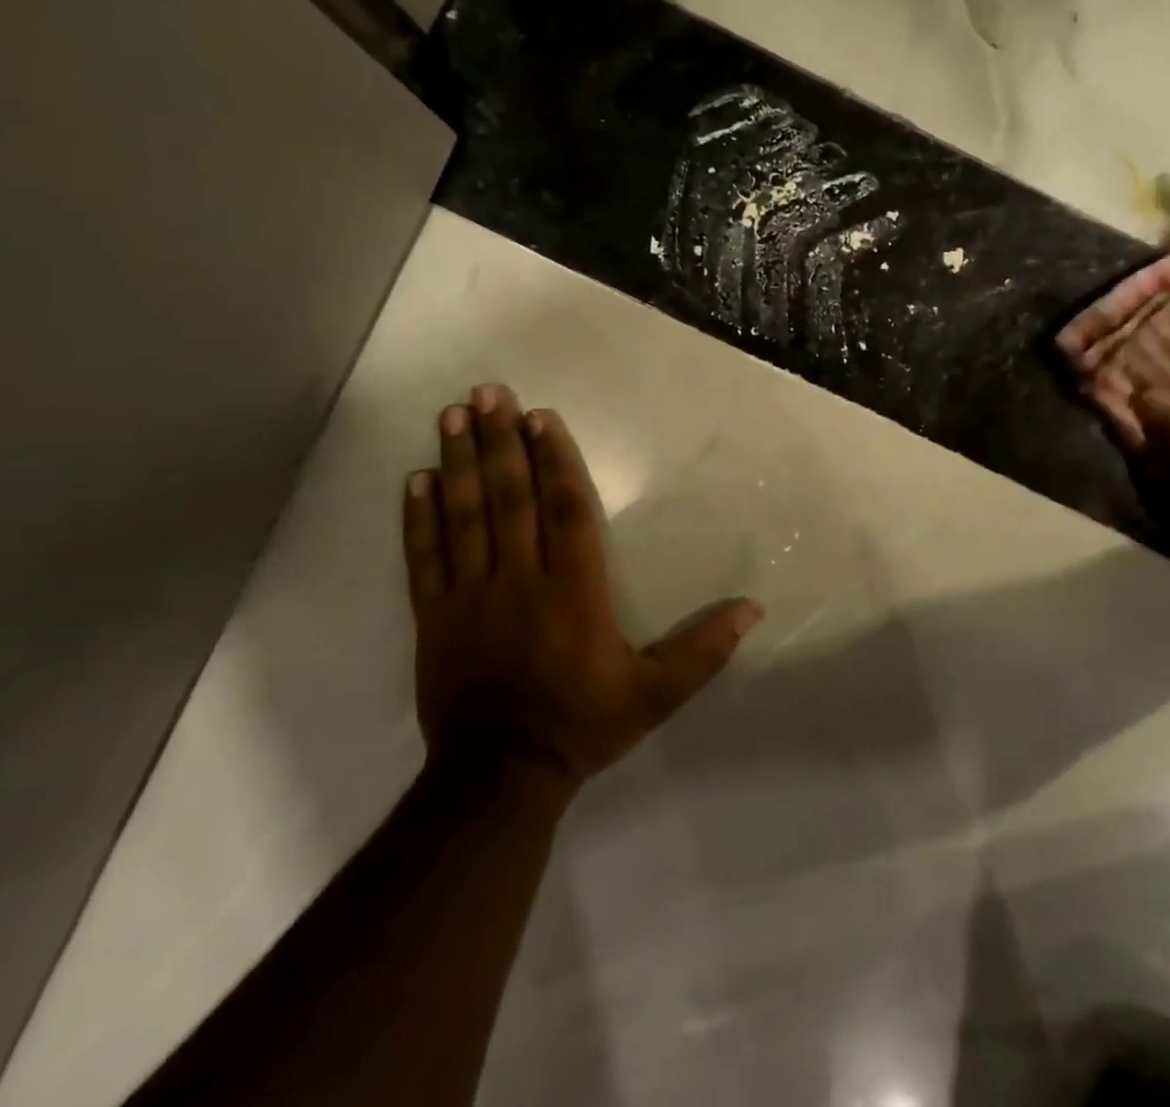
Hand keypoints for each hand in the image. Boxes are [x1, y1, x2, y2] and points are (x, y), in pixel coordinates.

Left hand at [402, 384, 762, 790]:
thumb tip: (753, 608)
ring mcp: (470, 596)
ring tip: (454, 414)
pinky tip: (416, 478)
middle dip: (501, 442)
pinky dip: (419, 517)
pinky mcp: (435, 617)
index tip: (541, 419)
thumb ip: (702, 650)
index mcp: (574, 592)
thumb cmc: (582, 724)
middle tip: (491, 392)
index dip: (555, 462)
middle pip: (510, 499)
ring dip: (459, 462)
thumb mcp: (655, 695)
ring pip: (465, 517)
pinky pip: (424, 558)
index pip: (565, 511)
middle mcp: (520, 581)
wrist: (500, 776)